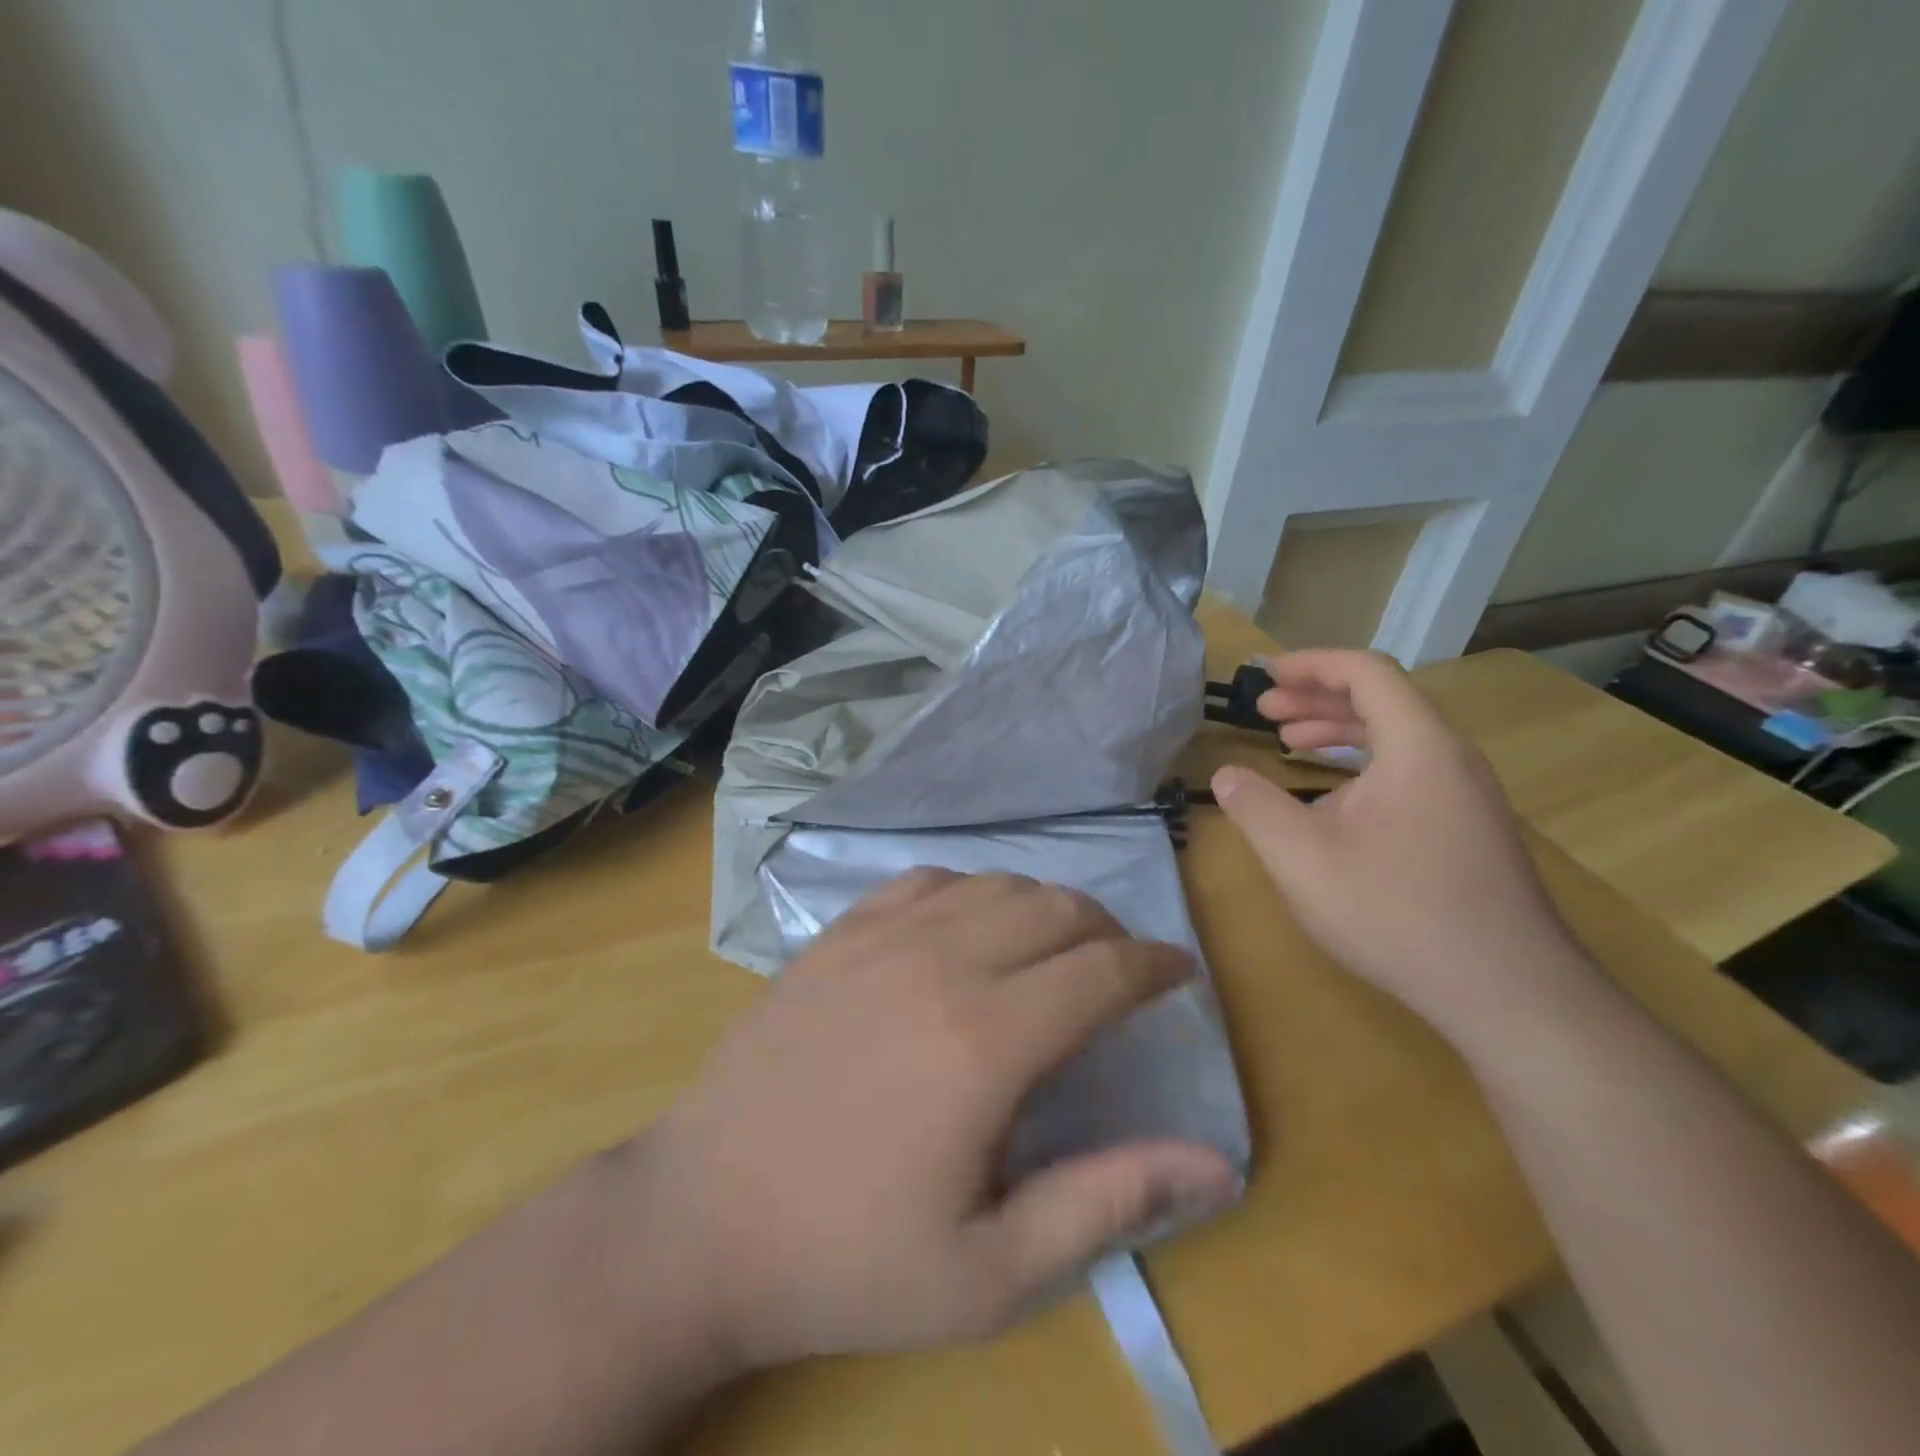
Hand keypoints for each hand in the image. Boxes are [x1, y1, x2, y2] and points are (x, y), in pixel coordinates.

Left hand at [635, 870, 1239, 1372]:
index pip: (1102, 970)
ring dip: (1042, 906)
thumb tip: (1218, 1164)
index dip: (1155, 965)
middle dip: (1107, 931)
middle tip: (1120, 971)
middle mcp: (939, 962)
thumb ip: (1110, 1201)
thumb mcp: (993, 1271)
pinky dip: (968, 891)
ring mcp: (879, 937)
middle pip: (1055, 908)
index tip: (1180, 973)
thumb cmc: (850, 1257)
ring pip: (994, 882)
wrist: (702, 1220)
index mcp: (986, 1039)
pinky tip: (967, 927)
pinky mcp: (836, 934)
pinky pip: (923, 880)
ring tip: (1054, 949)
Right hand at [1211, 650, 1588, 1043]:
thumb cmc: (1396, 912)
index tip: (1265, 677)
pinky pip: (1411, 771)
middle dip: (1317, 698)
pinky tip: (1333, 801)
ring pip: (1398, 738)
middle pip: (1383, 700)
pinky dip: (1364, 765)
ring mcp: (1467, 796)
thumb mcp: (1301, 858)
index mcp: (1418, 746)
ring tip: (1290, 743)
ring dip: (1340, 731)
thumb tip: (1226, 775)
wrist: (1508, 993)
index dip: (1310, 664)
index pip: (1365, 672)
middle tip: (1266, 713)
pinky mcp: (1470, 829)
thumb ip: (1255, 807)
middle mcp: (1451, 758)